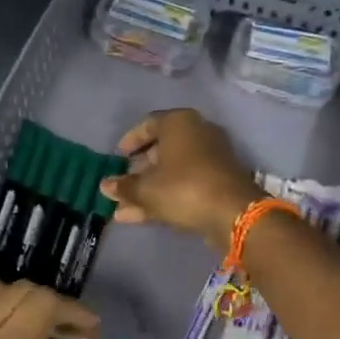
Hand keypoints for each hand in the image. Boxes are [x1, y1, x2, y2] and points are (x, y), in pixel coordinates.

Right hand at [99, 109, 265, 251]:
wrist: (234, 213)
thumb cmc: (183, 188)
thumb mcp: (146, 189)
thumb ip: (124, 186)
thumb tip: (105, 185)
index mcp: (179, 123)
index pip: (148, 124)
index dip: (130, 141)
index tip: (118, 156)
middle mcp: (198, 133)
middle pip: (161, 149)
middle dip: (139, 170)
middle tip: (121, 184)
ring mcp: (212, 158)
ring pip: (172, 171)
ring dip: (148, 188)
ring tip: (123, 208)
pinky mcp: (219, 181)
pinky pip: (186, 184)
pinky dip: (166, 196)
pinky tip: (141, 215)